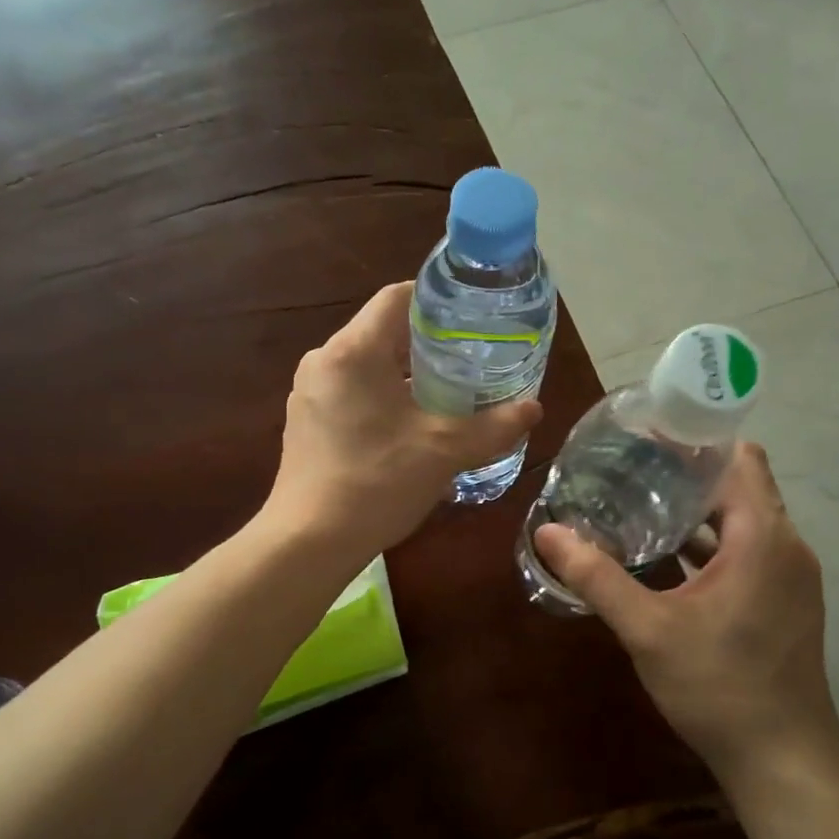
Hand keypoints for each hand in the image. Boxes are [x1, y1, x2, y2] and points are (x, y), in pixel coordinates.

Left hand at [265, 281, 541, 556]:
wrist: (309, 542)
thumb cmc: (377, 483)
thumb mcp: (444, 451)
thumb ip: (493, 426)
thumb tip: (534, 409)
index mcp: (353, 351)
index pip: (397, 297)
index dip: (438, 301)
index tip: (472, 321)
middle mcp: (323, 362)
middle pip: (382, 332)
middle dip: (427, 345)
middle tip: (469, 363)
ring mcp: (308, 395)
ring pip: (366, 367)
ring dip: (404, 377)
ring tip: (445, 398)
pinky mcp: (305, 424)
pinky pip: (349, 395)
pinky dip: (381, 400)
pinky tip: (407, 431)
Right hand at [532, 443, 838, 782]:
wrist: (783, 760)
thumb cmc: (719, 687)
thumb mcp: (648, 630)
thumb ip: (597, 577)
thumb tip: (547, 532)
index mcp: (763, 537)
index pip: (739, 457)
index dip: (696, 439)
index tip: (646, 434)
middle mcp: (786, 545)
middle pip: (739, 485)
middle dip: (687, 472)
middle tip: (628, 466)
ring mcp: (790, 576)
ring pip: (743, 520)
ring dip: (698, 510)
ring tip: (639, 502)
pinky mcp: (784, 601)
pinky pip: (748, 551)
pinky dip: (711, 543)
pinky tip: (666, 555)